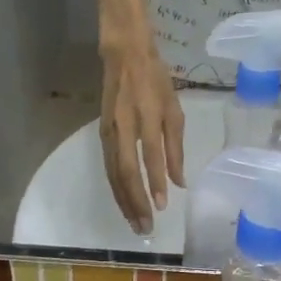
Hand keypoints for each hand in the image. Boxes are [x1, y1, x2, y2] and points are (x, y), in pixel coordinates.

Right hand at [101, 41, 184, 234]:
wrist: (124, 53)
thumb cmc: (156, 79)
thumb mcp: (174, 108)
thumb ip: (176, 146)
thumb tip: (178, 182)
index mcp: (147, 115)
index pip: (150, 155)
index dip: (154, 181)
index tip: (162, 206)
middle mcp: (124, 125)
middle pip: (126, 170)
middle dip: (135, 201)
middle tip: (145, 227)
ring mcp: (109, 131)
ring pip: (113, 173)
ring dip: (124, 200)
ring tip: (134, 223)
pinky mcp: (102, 134)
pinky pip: (108, 167)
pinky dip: (116, 188)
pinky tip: (124, 203)